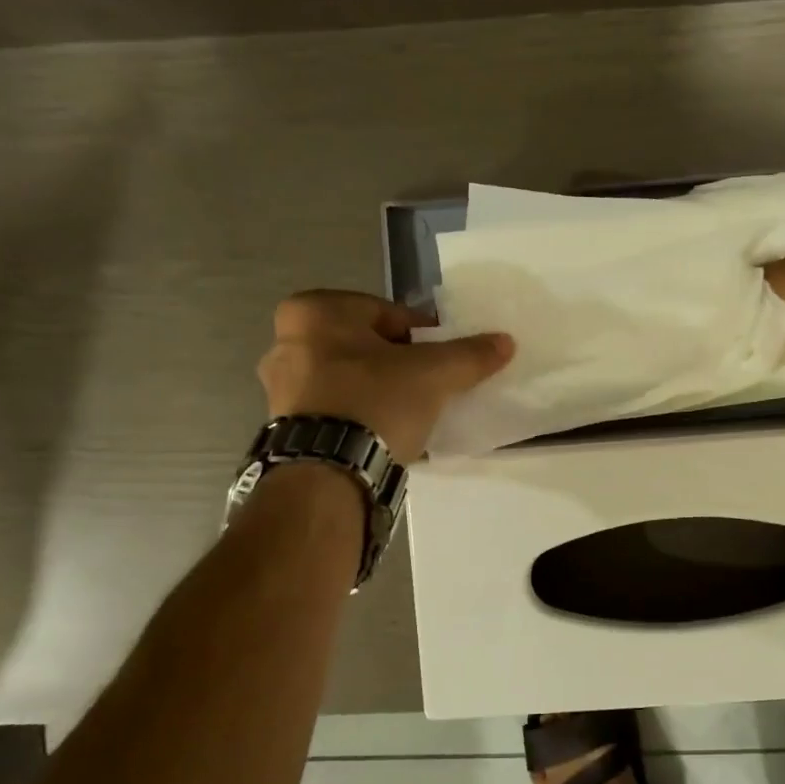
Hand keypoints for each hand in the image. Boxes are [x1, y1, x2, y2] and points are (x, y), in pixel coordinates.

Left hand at [258, 291, 513, 462]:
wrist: (329, 472)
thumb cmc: (376, 401)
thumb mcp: (434, 374)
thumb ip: (469, 354)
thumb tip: (505, 341)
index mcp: (314, 311)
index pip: (388, 314)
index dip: (425, 336)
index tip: (444, 360)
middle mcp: (286, 340)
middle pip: (366, 346)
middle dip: (398, 363)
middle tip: (429, 386)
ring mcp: (279, 386)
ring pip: (348, 378)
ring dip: (378, 390)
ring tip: (411, 414)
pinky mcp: (283, 425)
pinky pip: (334, 409)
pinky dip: (359, 415)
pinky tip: (384, 434)